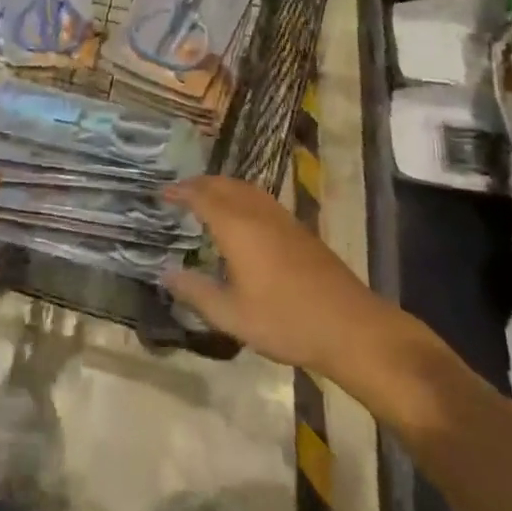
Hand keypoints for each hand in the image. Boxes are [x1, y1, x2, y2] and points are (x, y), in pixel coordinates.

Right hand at [162, 175, 397, 376]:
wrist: (350, 326)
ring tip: (206, 198)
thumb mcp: (232, 316)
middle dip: (199, 184)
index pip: (201, 196)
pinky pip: (260, 198)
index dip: (179, 192)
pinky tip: (242, 217)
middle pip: (223, 185)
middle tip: (179, 193)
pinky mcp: (299, 229)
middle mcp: (257, 213)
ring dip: (221, 187)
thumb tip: (166, 274)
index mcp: (236, 227)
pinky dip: (240, 196)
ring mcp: (281, 218)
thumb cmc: (285, 320)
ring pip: (244, 188)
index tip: (161, 193)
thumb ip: (196, 292)